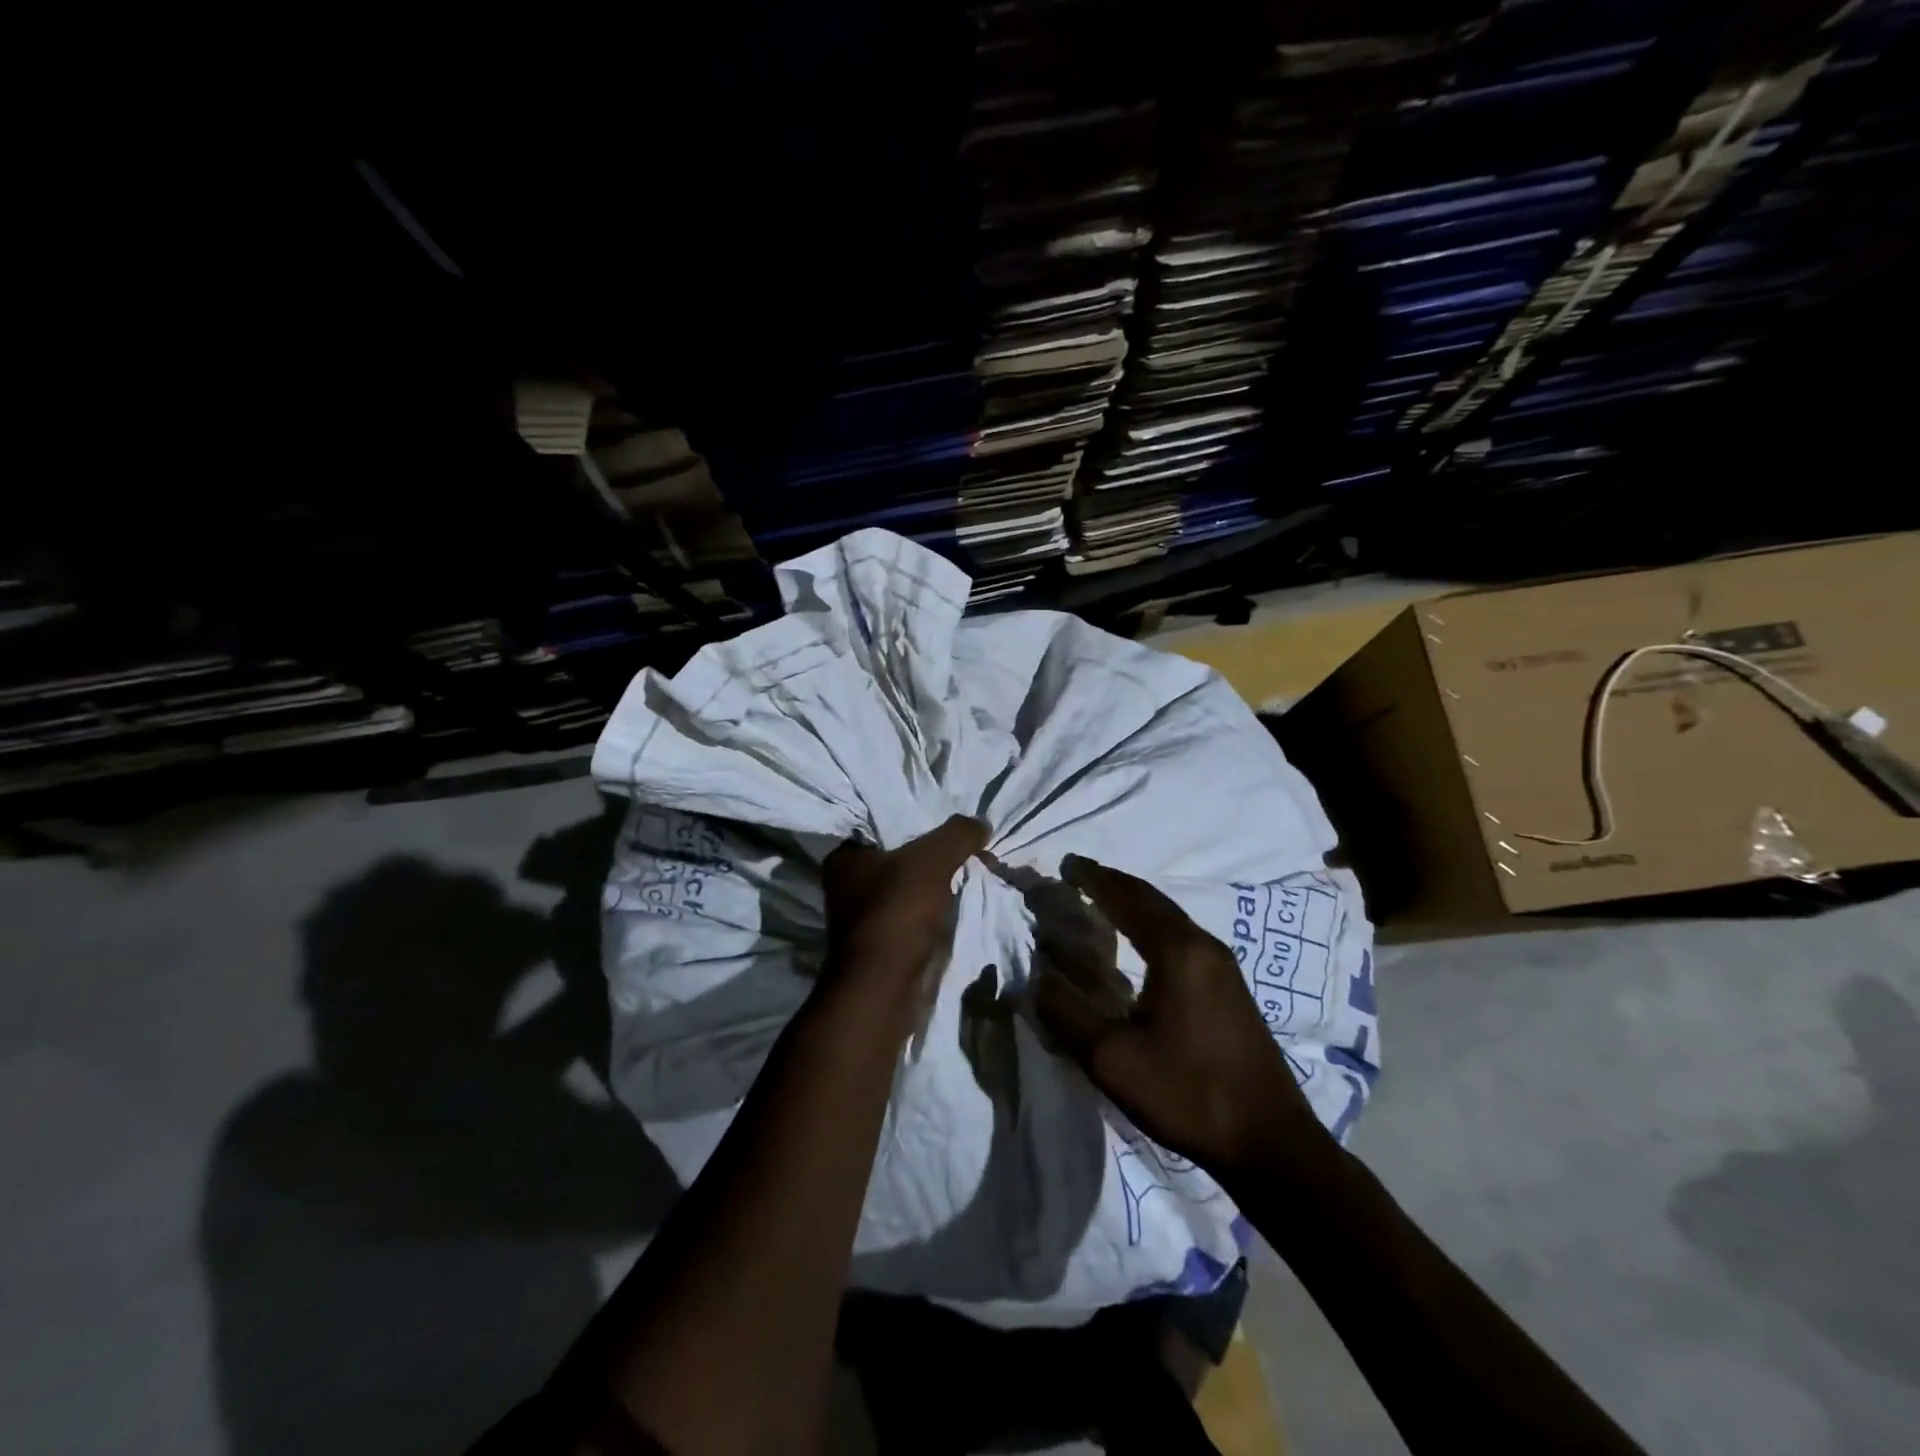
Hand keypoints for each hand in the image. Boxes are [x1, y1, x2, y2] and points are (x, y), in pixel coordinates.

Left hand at [822, 816, 989, 976]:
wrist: (885, 988)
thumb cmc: (898, 911)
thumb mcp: (933, 859)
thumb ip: (958, 834)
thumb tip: (980, 823)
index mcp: (844, 857)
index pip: (884, 825)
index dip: (920, 821)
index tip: (952, 825)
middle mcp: (846, 884)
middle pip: (900, 857)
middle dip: (934, 855)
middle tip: (969, 848)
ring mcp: (862, 917)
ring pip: (909, 887)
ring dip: (937, 884)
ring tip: (972, 871)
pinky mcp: (880, 943)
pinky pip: (914, 914)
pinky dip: (934, 910)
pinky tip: (959, 902)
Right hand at [1032, 854, 1328, 1174]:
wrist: (1272, 1143)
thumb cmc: (1189, 1094)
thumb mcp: (1112, 1060)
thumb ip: (1067, 1014)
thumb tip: (1037, 979)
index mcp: (1178, 951)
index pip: (1128, 897)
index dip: (1094, 878)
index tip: (1066, 864)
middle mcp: (1204, 946)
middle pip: (1152, 900)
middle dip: (1114, 884)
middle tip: (1079, 877)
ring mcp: (1224, 967)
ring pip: (1170, 918)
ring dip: (1134, 905)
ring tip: (1102, 904)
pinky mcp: (1231, 989)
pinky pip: (1183, 939)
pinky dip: (1152, 926)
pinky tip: (1140, 946)